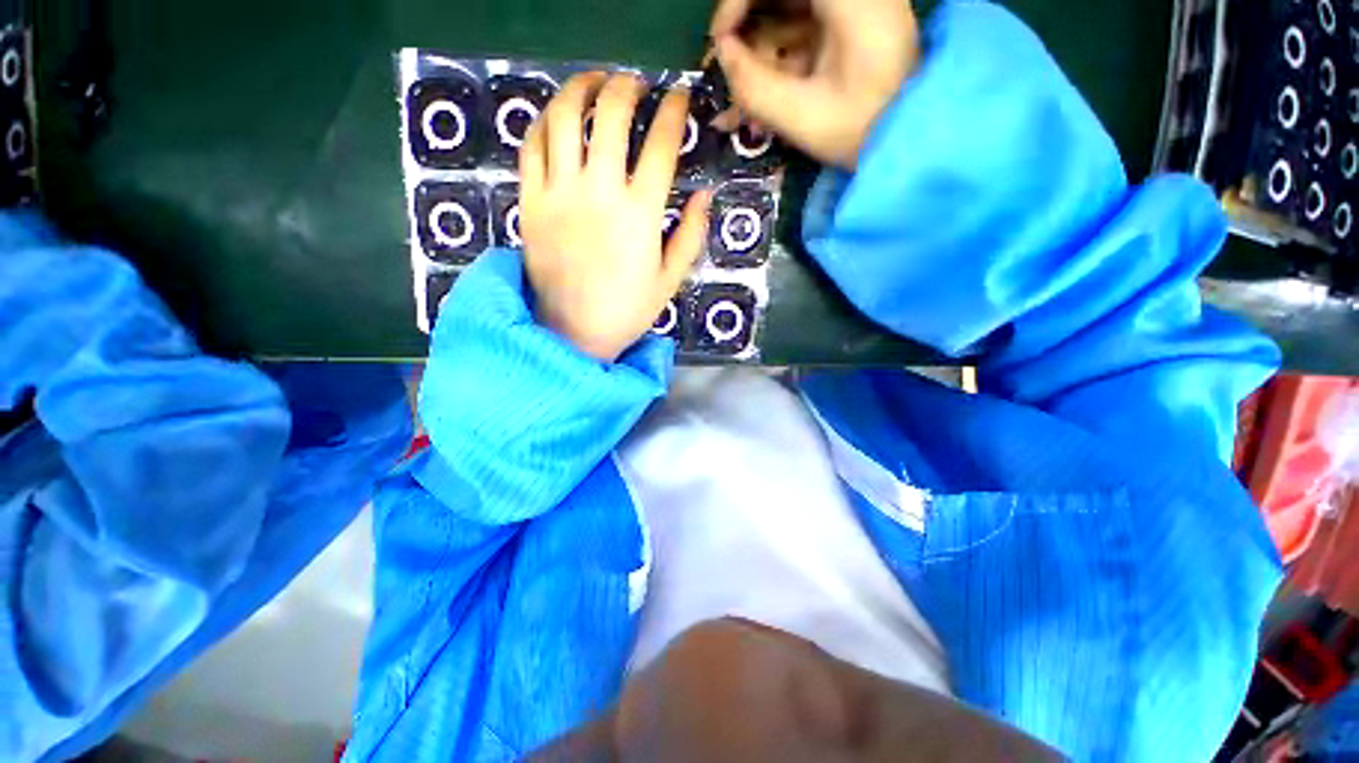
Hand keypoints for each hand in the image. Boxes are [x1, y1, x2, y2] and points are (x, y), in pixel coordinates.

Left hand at [519, 72, 711, 362]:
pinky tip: (557, 117)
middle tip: (635, 85)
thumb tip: (705, 195)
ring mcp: (559, 194)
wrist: (572, 332)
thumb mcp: (670, 280)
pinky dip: (544, 121)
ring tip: (594, 83)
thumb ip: (691, 235)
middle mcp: (599, 193)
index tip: (679, 97)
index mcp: (640, 215)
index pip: (661, 145)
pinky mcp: (530, 202)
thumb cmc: (626, 310)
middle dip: (627, 87)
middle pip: (610, 115)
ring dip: (581, 88)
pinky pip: (531, 146)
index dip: (673, 112)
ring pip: (563, 117)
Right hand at [710, 0, 920, 169]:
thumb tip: (723, 54)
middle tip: (730, 64)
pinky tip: (764, 89)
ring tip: (744, 92)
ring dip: (761, 47)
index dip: (738, 0)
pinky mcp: (851, 23)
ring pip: (790, 11)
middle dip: (748, 25)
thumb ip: (754, 87)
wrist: (910, 139)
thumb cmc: (862, 132)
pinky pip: (803, 28)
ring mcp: (854, 6)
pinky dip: (780, 56)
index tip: (721, 40)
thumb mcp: (802, 118)